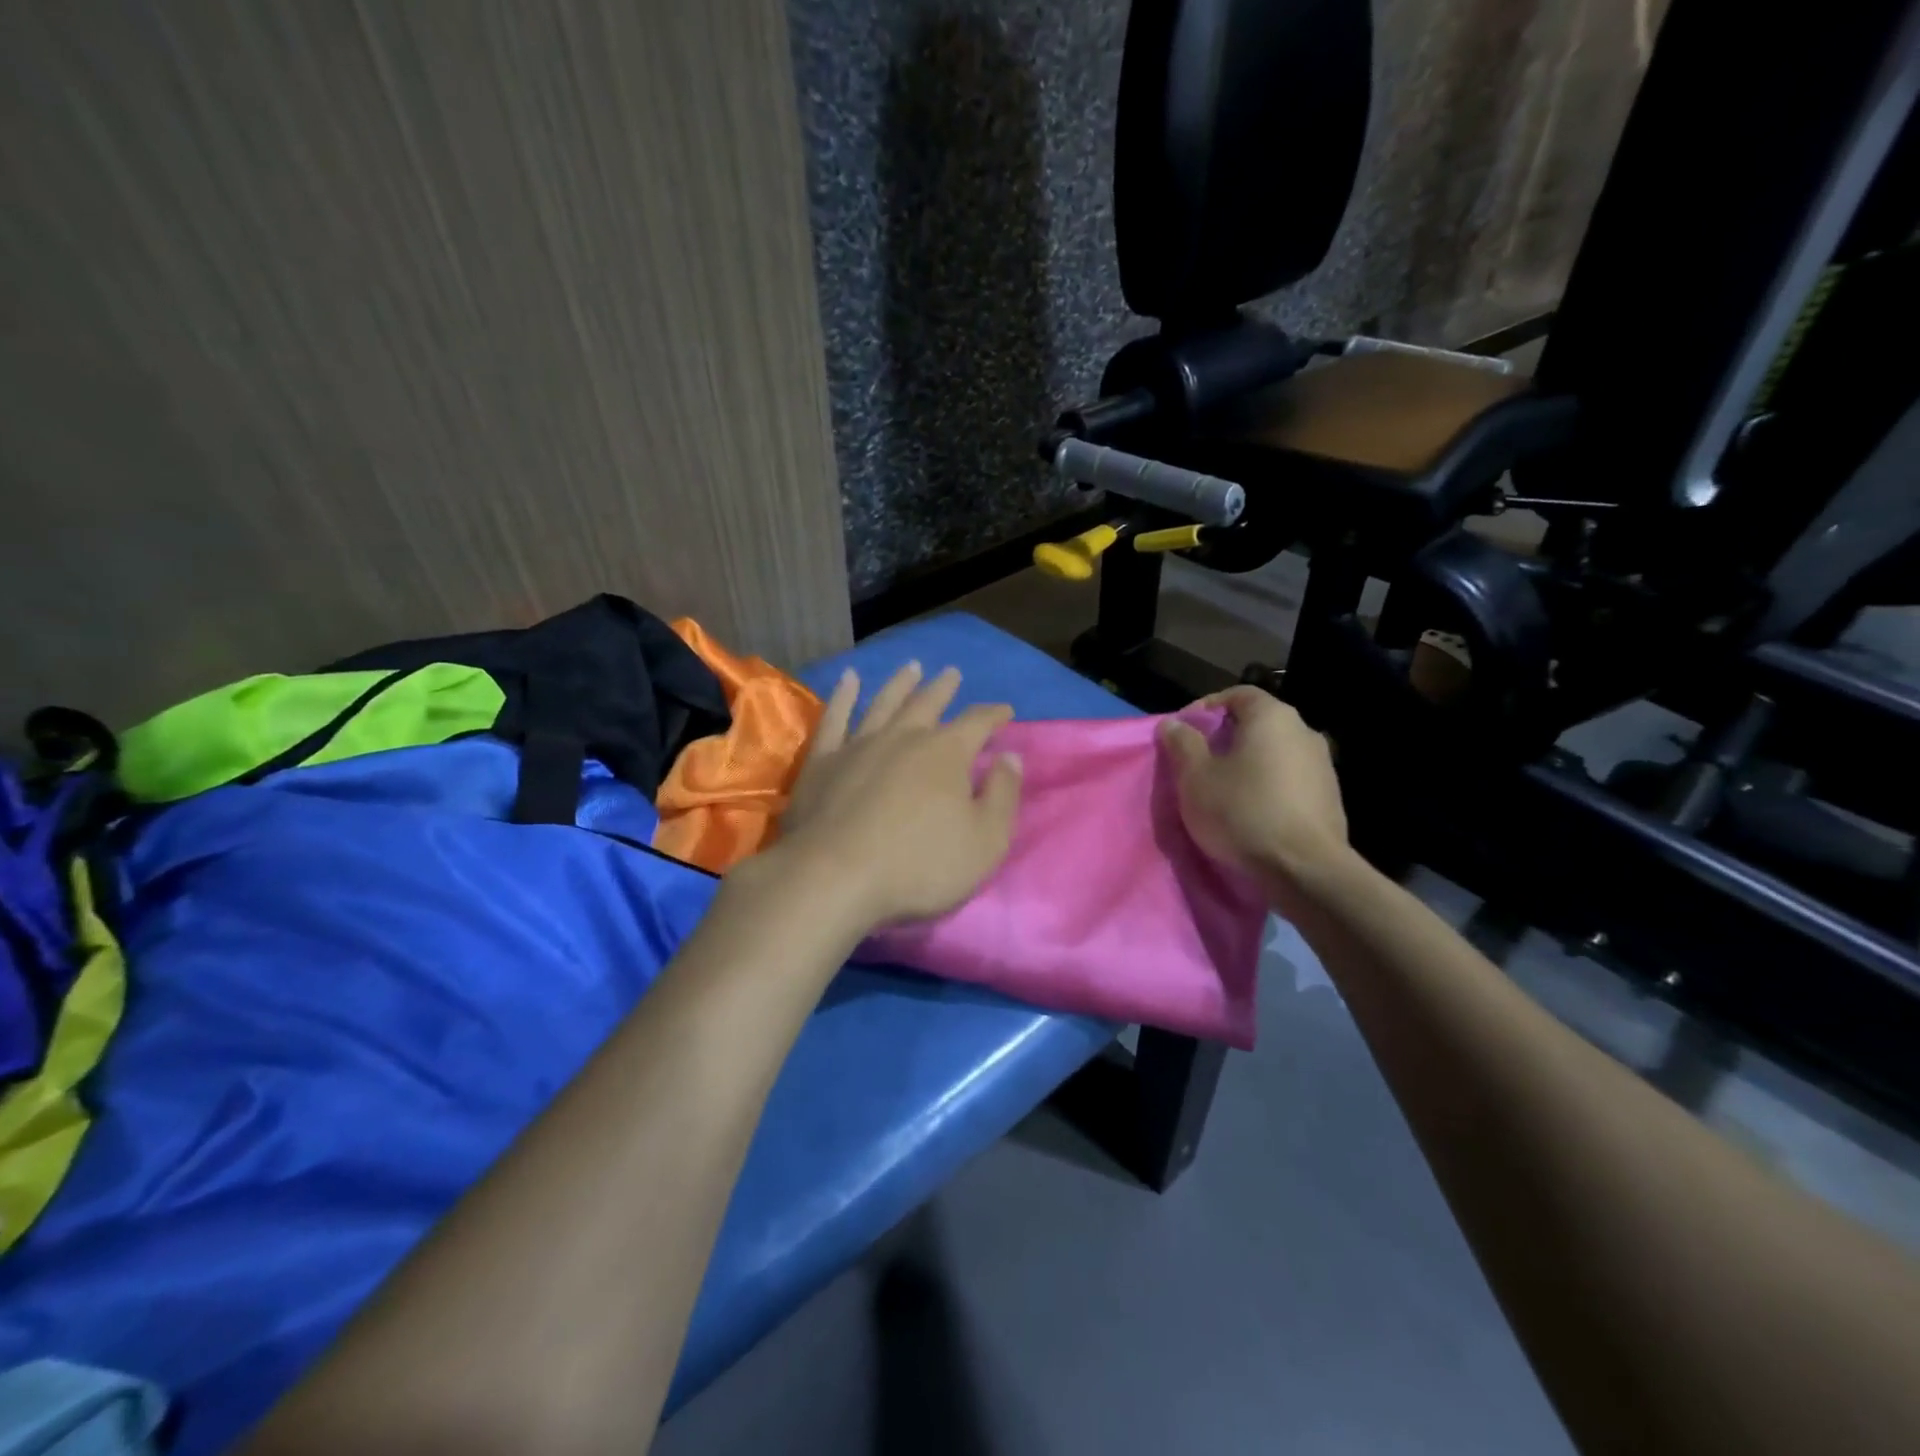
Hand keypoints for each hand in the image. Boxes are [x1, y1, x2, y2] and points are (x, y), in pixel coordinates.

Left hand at [774, 662, 1022, 931]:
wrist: (835, 877)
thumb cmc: (920, 865)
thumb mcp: (985, 841)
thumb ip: (1003, 796)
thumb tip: (1011, 757)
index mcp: (946, 753)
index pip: (977, 723)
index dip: (993, 715)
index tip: (1005, 710)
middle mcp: (904, 737)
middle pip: (928, 704)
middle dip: (944, 689)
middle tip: (952, 673)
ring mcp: (859, 745)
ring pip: (884, 702)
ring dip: (900, 684)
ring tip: (911, 667)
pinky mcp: (823, 760)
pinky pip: (835, 718)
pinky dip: (844, 695)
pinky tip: (849, 679)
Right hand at [1158, 686, 1350, 898]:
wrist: (1305, 870)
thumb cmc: (1243, 812)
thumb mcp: (1195, 777)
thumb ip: (1182, 743)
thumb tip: (1173, 724)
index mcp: (1272, 717)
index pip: (1237, 694)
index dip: (1206, 707)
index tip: (1184, 731)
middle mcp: (1304, 731)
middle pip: (1257, 723)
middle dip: (1224, 738)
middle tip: (1197, 762)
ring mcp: (1322, 765)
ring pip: (1274, 753)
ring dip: (1247, 764)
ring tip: (1221, 790)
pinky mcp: (1329, 798)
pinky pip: (1289, 780)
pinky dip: (1267, 786)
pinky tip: (1250, 811)